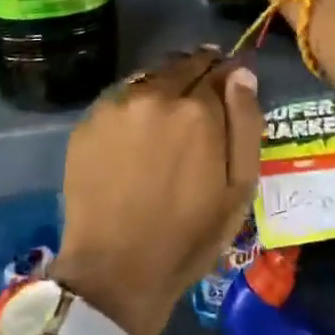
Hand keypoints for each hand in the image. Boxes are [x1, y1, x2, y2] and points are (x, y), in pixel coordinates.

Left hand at [53, 49, 261, 334]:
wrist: (115, 270)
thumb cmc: (188, 235)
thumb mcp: (238, 188)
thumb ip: (245, 123)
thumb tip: (242, 73)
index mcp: (197, 110)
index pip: (219, 69)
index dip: (228, 74)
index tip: (231, 82)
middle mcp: (155, 94)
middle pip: (183, 64)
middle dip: (197, 72)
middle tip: (201, 97)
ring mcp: (117, 105)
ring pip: (150, 76)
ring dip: (164, 85)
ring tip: (168, 114)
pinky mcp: (89, 120)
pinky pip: (121, 98)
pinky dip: (134, 105)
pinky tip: (137, 133)